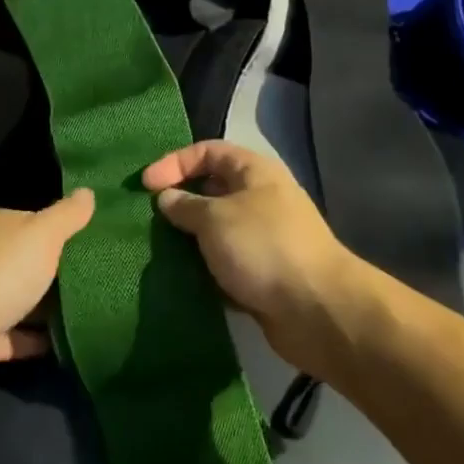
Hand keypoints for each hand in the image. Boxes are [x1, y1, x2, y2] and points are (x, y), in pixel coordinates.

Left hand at [0, 189, 94, 393]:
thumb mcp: (40, 236)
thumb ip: (66, 215)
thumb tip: (88, 190)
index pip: (38, 222)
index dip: (67, 229)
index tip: (101, 240)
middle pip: (31, 261)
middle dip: (62, 270)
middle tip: (107, 278)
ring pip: (23, 300)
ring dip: (50, 308)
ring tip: (96, 311)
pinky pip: (15, 337)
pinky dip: (36, 340)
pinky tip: (68, 344)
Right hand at [142, 141, 360, 371]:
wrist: (318, 311)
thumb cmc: (264, 247)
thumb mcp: (215, 218)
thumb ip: (186, 205)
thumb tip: (166, 198)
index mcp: (254, 172)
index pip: (207, 152)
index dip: (174, 162)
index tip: (145, 185)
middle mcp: (260, 199)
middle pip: (211, 190)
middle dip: (178, 201)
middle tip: (145, 217)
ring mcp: (262, 239)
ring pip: (215, 231)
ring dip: (188, 240)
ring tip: (154, 249)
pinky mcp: (261, 276)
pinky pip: (223, 265)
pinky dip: (202, 270)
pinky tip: (178, 279)